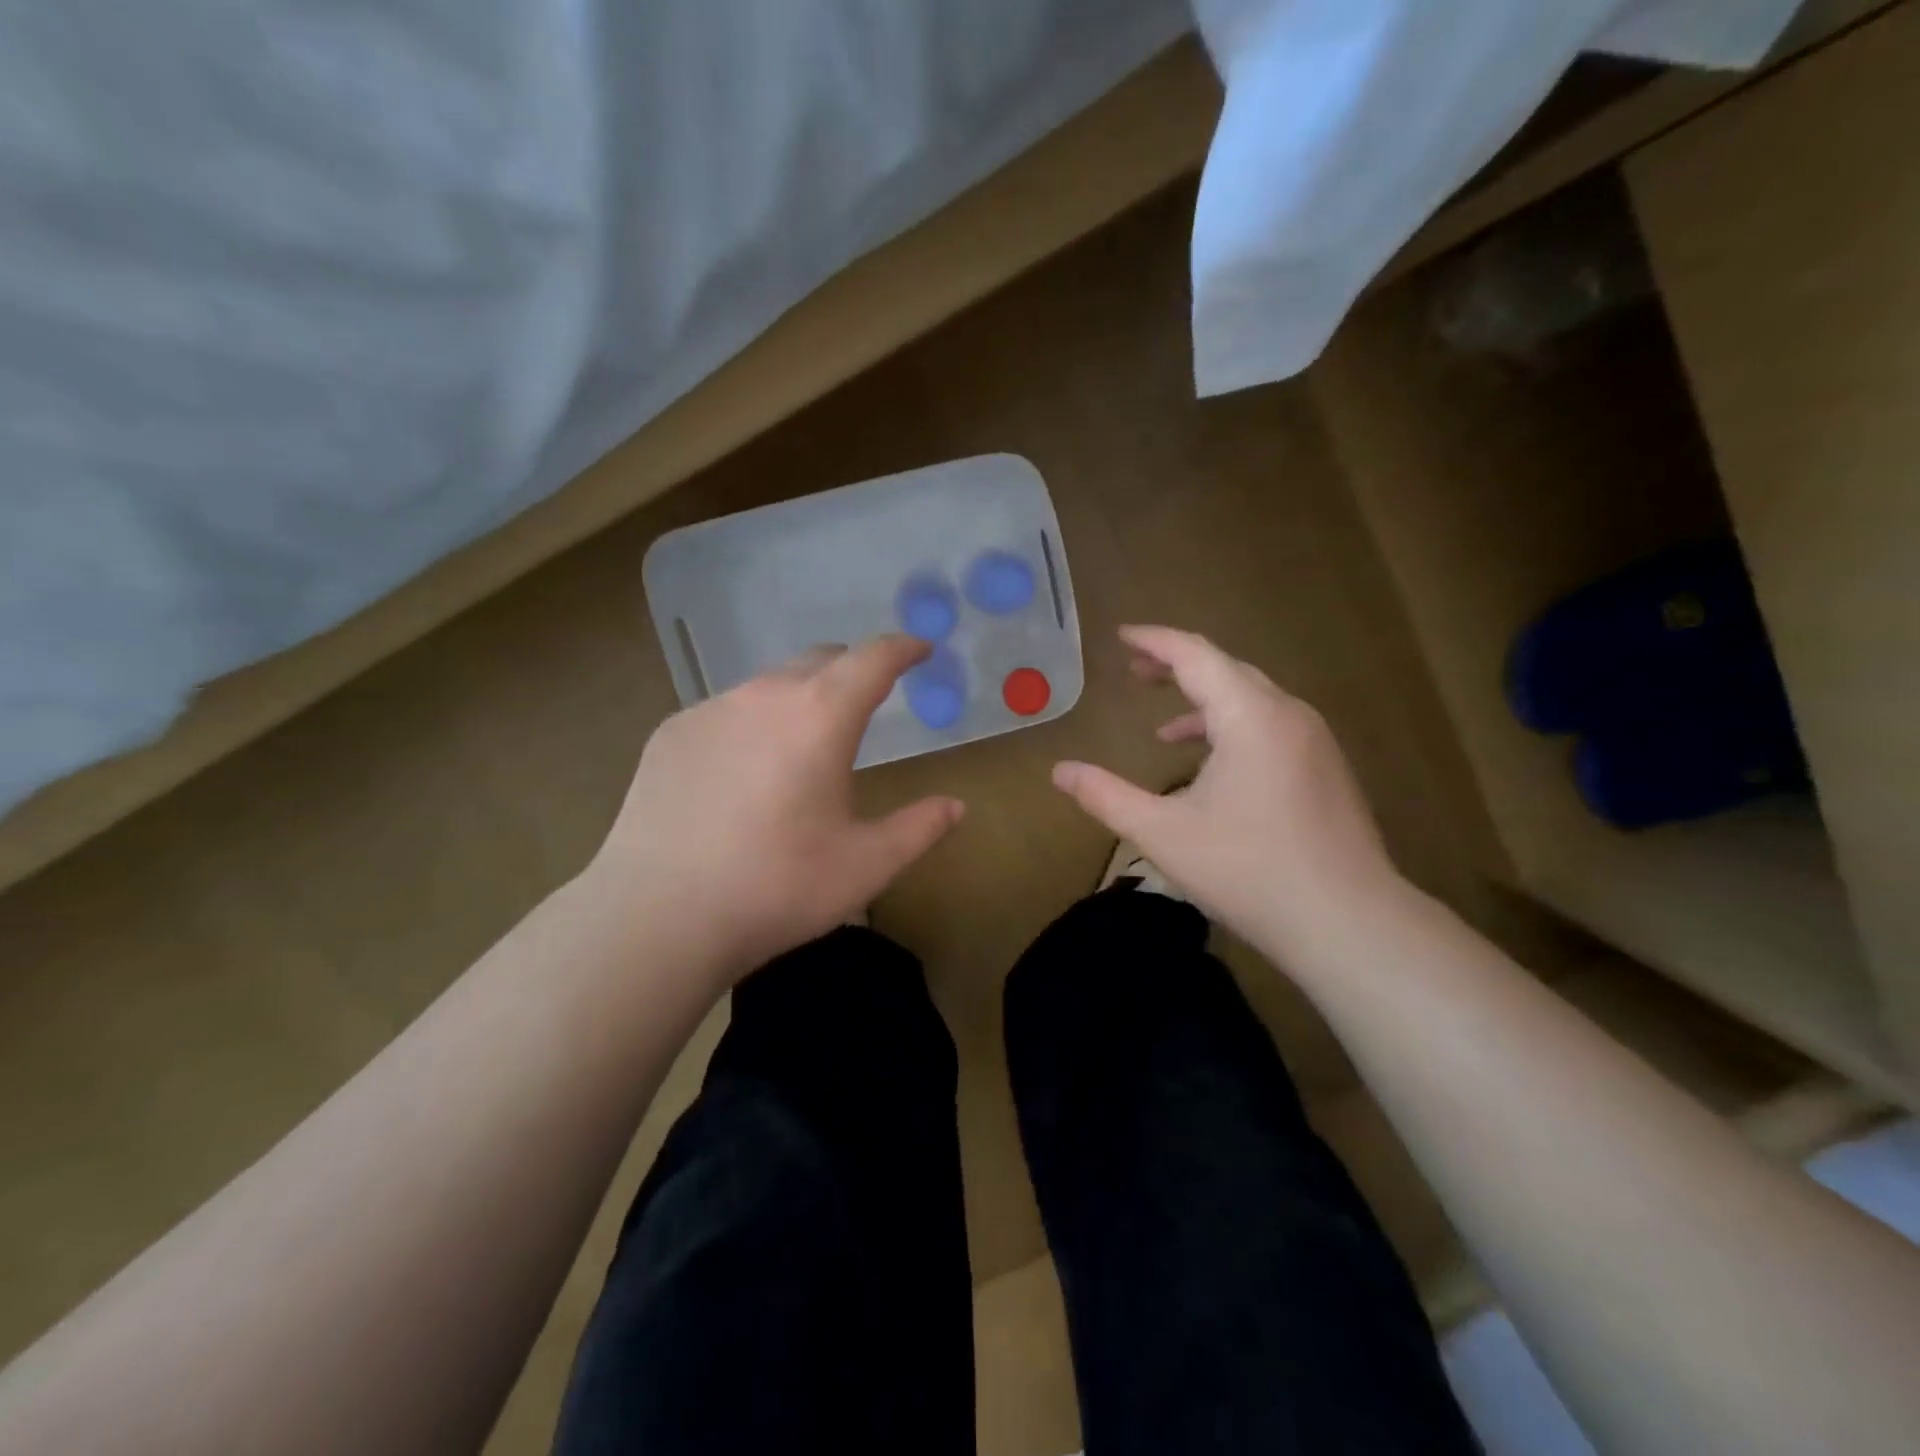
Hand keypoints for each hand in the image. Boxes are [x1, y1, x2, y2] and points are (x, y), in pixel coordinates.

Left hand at [589, 635, 963, 981]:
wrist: (658, 916)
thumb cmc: (777, 888)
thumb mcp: (865, 865)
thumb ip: (919, 828)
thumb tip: (956, 806)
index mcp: (821, 716)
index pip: (873, 659)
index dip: (902, 648)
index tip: (919, 649)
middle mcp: (765, 696)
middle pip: (820, 661)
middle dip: (852, 670)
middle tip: (868, 699)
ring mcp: (711, 710)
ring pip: (769, 685)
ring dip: (799, 698)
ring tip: (803, 744)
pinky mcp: (671, 733)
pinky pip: (726, 711)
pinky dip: (752, 724)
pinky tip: (742, 774)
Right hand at [1052, 626, 1403, 960]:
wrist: (1348, 922)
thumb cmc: (1249, 871)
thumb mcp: (1162, 833)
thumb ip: (1105, 796)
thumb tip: (1060, 771)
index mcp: (1250, 716)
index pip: (1196, 655)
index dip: (1154, 641)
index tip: (1121, 636)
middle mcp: (1287, 715)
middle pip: (1226, 670)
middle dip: (1177, 666)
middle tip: (1135, 671)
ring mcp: (1314, 741)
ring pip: (1252, 700)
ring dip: (1205, 701)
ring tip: (1163, 724)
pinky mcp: (1325, 769)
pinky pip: (1271, 726)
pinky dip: (1232, 728)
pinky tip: (1211, 765)